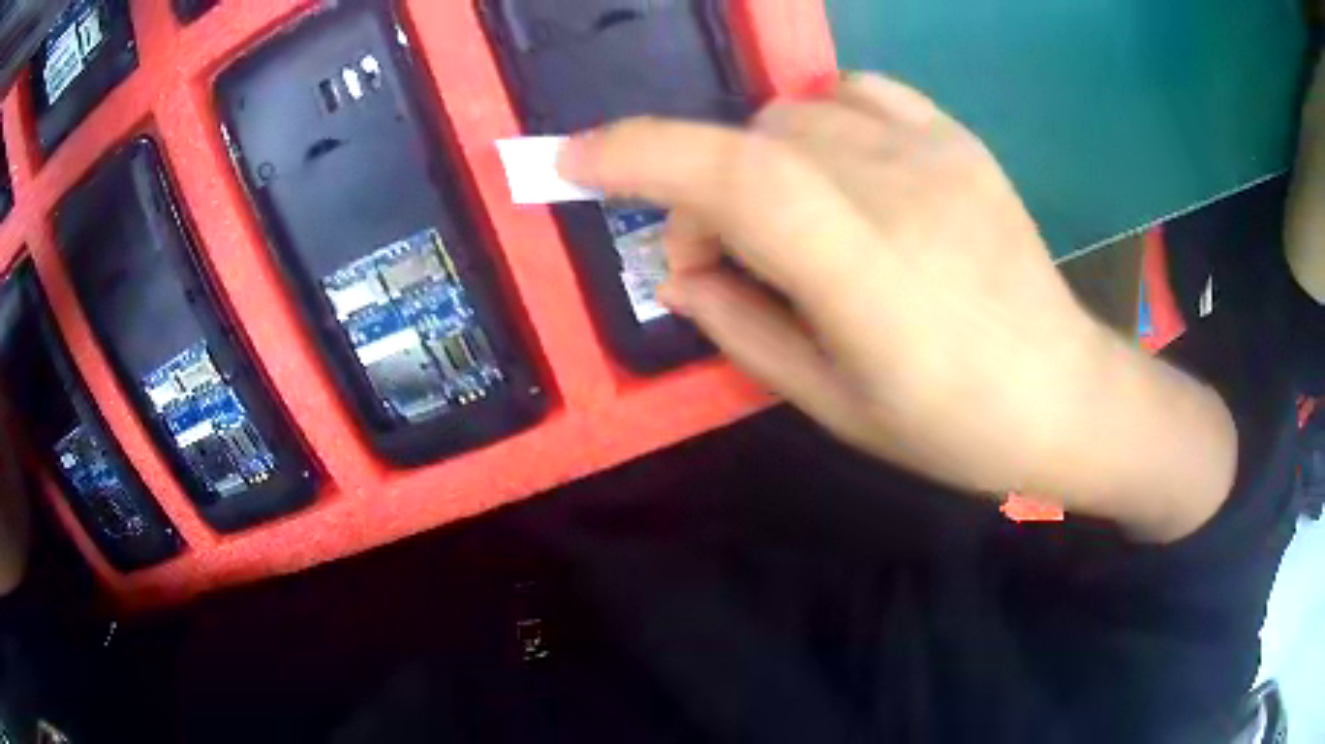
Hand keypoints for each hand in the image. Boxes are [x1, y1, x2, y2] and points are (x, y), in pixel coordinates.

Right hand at [559, 74, 1236, 541]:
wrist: (1064, 393)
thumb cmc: (954, 426)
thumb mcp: (832, 406)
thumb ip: (740, 328)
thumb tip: (678, 269)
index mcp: (871, 279)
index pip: (739, 180)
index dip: (643, 155)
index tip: (574, 160)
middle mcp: (903, 194)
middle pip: (753, 142)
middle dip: (701, 192)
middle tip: (719, 257)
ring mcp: (938, 155)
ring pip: (795, 114)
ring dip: (756, 161)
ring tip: (787, 219)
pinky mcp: (961, 140)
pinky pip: (860, 91)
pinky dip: (817, 117)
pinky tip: (835, 166)